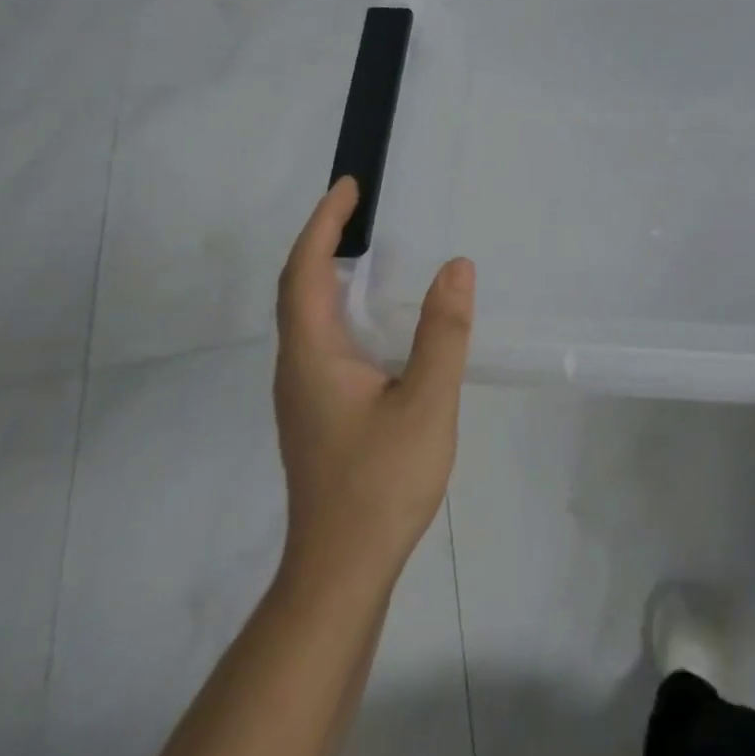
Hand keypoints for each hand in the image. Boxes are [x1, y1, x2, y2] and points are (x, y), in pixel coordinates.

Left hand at [272, 178, 475, 588]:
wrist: (342, 569)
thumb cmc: (380, 483)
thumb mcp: (426, 403)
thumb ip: (443, 333)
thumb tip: (456, 267)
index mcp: (313, 355)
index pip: (305, 271)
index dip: (324, 224)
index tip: (348, 187)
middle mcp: (297, 367)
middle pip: (298, 288)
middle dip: (323, 240)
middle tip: (360, 208)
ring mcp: (304, 393)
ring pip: (307, 316)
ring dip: (329, 273)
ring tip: (369, 249)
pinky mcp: (318, 412)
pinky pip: (322, 339)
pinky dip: (341, 307)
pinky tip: (376, 319)